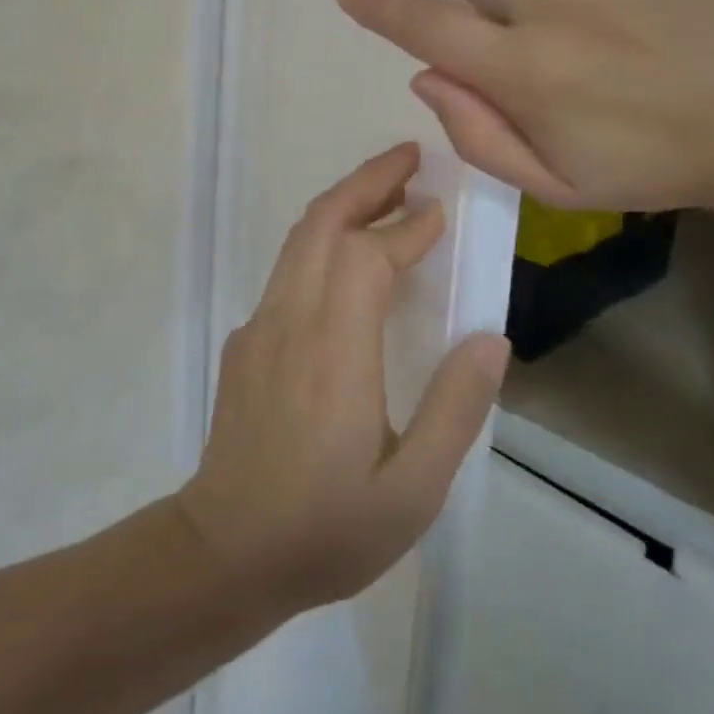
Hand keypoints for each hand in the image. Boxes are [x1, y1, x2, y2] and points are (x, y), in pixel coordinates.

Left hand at [177, 145, 510, 615]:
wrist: (223, 554)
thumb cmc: (324, 529)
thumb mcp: (412, 491)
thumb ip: (455, 409)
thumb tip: (491, 338)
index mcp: (334, 351)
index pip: (367, 257)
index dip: (406, 226)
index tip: (441, 211)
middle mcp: (291, 321)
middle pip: (322, 223)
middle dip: (367, 181)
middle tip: (411, 158)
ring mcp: (260, 327)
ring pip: (299, 240)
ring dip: (343, 204)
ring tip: (389, 192)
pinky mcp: (247, 341)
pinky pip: (288, 270)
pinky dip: (323, 241)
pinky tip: (350, 262)